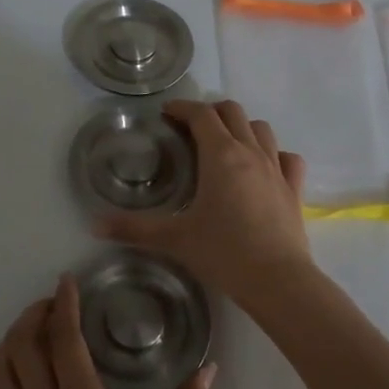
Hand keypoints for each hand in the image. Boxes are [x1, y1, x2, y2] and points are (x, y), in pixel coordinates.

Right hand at [96, 99, 311, 308]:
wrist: (277, 280)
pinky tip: (264, 167)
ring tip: (225, 144)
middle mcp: (250, 152)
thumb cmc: (223, 253)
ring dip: (242, 128)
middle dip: (211, 112)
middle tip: (192, 128)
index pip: (200, 115)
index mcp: (220, 155)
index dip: (182, 108)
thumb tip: (94, 225)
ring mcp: (276, 169)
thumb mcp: (174, 239)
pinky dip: (275, 154)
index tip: (167, 113)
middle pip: (233, 112)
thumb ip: (133, 228)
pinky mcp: (294, 189)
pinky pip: (288, 158)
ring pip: (262, 129)